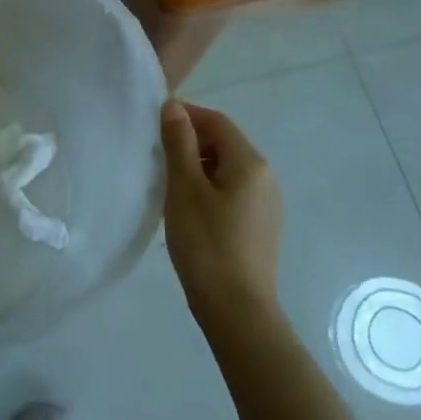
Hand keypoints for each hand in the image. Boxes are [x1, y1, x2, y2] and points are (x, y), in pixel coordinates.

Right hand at [161, 100, 283, 332]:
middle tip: (157, 155)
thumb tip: (174, 107)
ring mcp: (266, 204)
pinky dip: (209, 189)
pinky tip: (188, 210)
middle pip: (224, 144)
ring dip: (198, 166)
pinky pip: (232, 193)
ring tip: (167, 183)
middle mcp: (265, 177)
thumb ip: (178, 143)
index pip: (217, 122)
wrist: (238, 312)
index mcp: (250, 162)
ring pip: (227, 170)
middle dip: (190, 142)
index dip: (186, 116)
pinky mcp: (261, 228)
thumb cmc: (207, 244)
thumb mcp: (184, 189)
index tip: (154, 124)